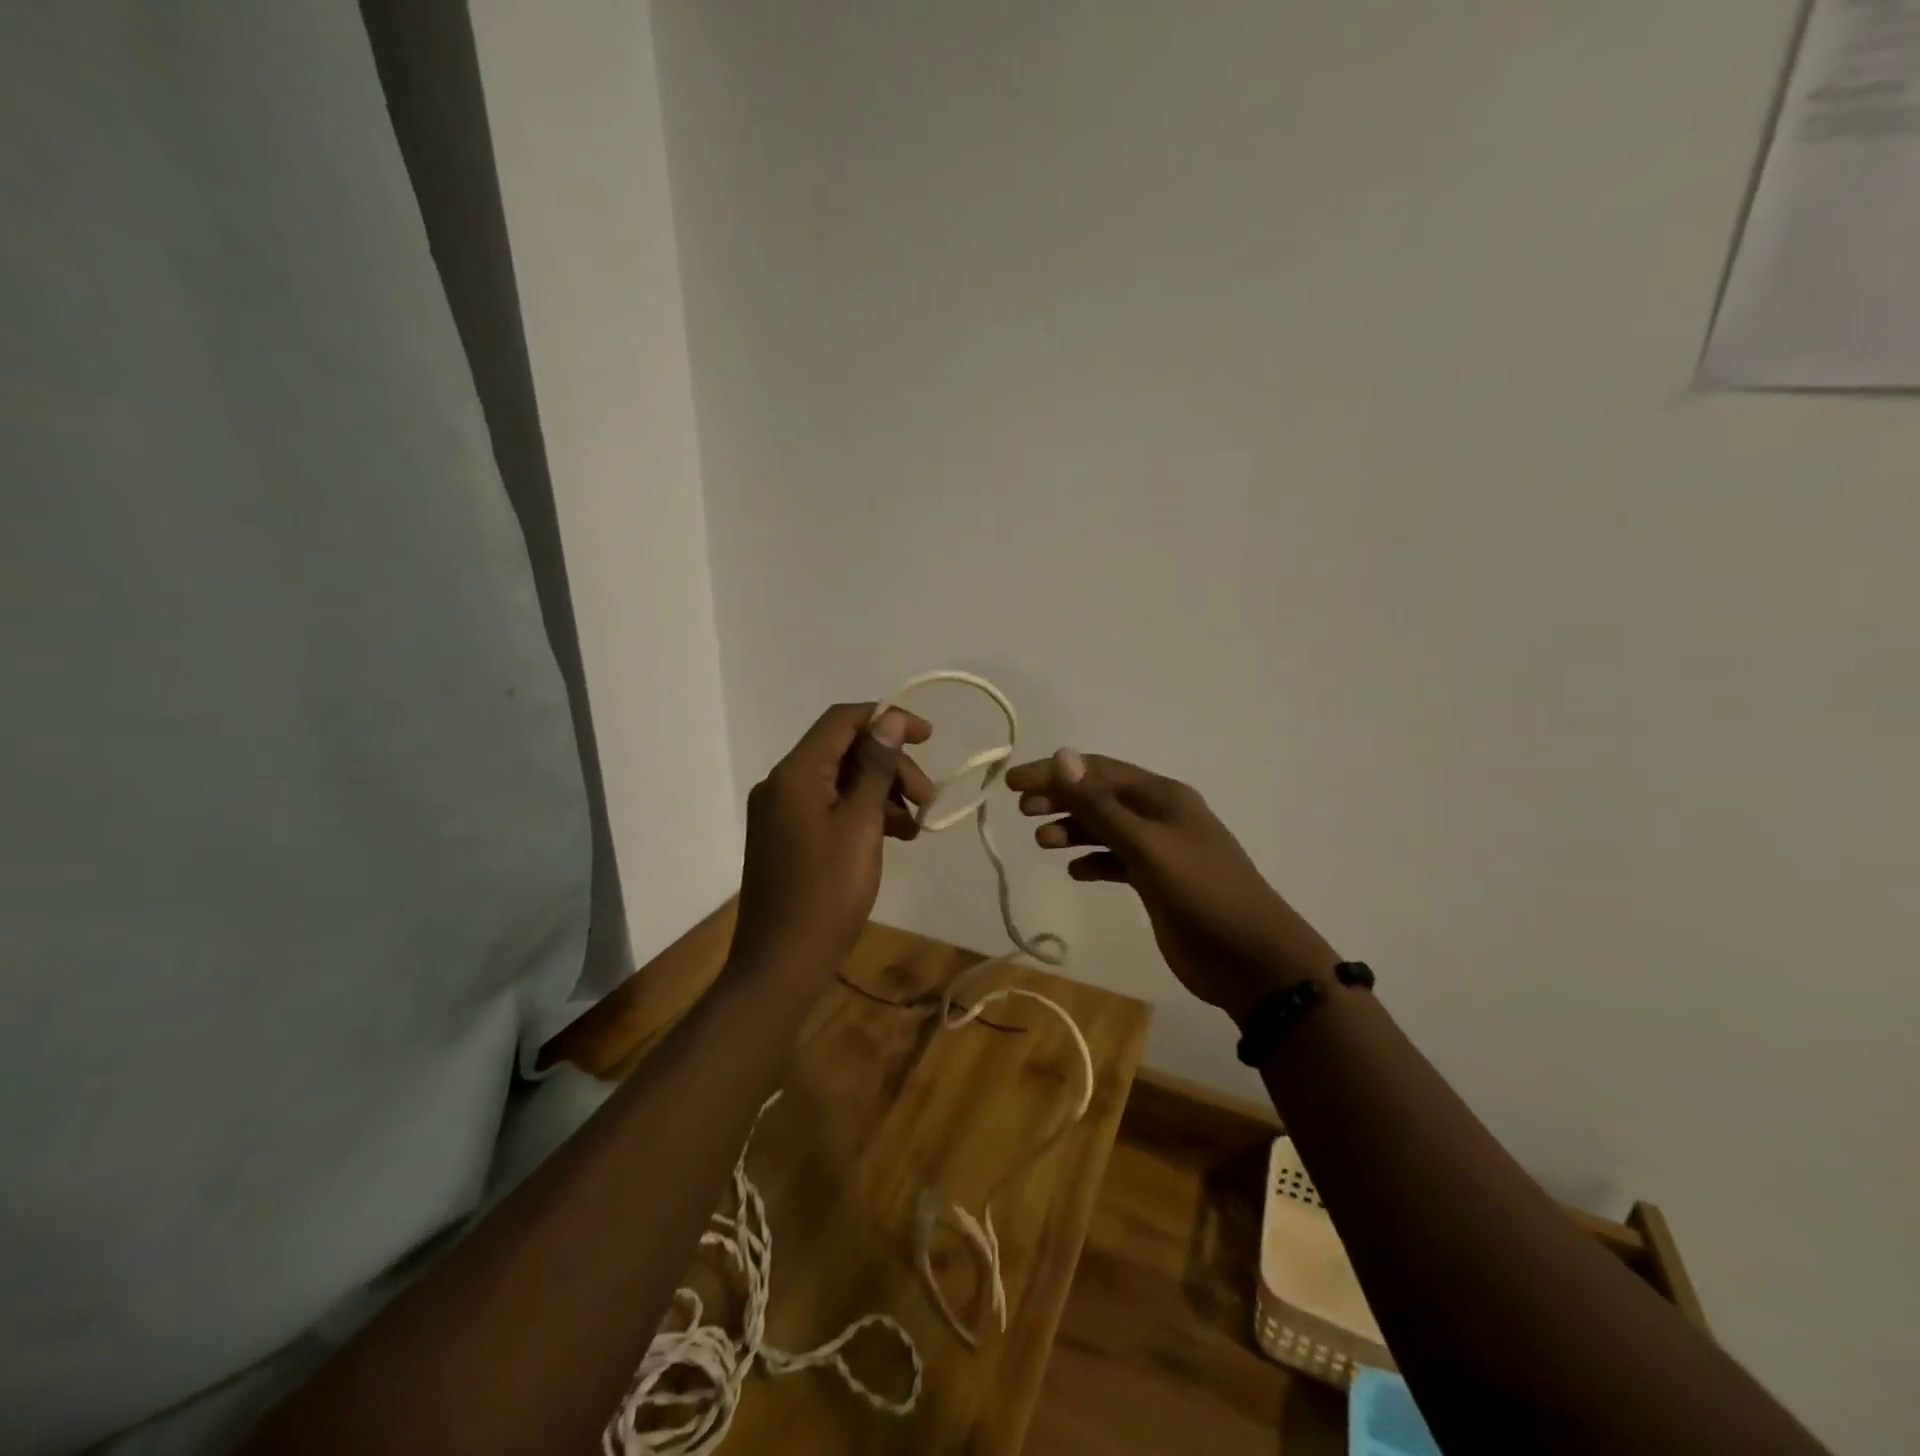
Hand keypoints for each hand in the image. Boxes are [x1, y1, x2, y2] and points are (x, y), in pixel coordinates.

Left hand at [732, 702, 934, 978]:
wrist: (782, 964)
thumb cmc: (827, 893)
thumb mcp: (860, 825)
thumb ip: (875, 768)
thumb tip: (889, 719)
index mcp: (795, 774)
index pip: (842, 720)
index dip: (888, 719)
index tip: (929, 738)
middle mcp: (782, 784)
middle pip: (844, 752)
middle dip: (891, 767)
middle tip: (928, 798)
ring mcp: (781, 813)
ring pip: (841, 782)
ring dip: (882, 793)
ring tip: (916, 826)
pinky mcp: (787, 838)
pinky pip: (830, 809)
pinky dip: (864, 815)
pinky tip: (895, 837)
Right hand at [1006, 750, 1338, 1023]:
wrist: (1253, 960)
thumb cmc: (1202, 894)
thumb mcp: (1147, 846)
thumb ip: (1102, 805)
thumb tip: (1063, 755)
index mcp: (1163, 797)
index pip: (1098, 771)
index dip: (1055, 773)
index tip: (1013, 783)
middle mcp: (1161, 816)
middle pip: (1100, 797)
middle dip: (1061, 799)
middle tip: (1022, 811)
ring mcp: (1161, 851)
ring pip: (1106, 829)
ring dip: (1074, 830)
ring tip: (1043, 842)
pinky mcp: (1158, 883)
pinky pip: (1117, 862)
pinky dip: (1094, 862)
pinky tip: (1075, 872)